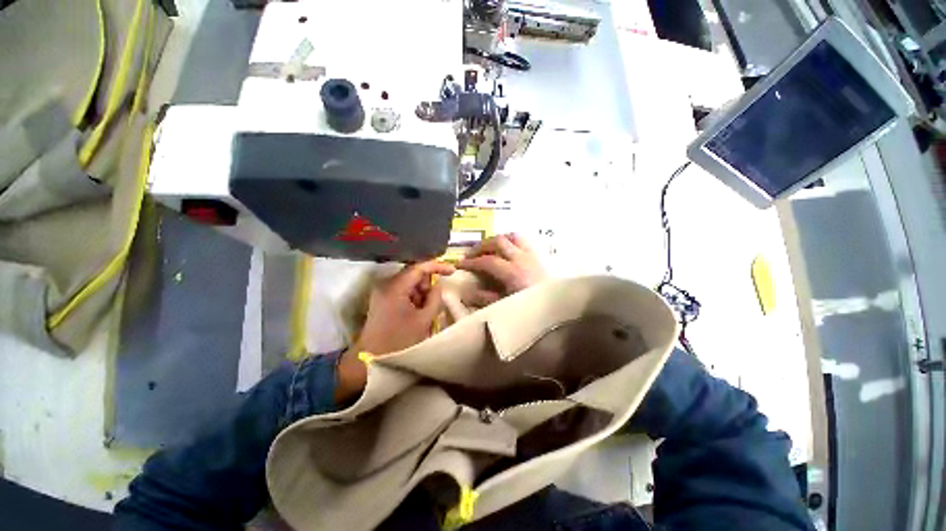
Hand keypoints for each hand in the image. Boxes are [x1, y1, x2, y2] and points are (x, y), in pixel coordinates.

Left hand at [335, 260, 454, 402]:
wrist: (370, 358)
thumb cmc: (399, 340)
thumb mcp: (423, 320)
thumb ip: (435, 298)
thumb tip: (438, 285)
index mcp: (395, 287)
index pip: (419, 267)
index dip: (438, 266)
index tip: (453, 271)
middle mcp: (386, 284)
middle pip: (413, 274)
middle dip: (427, 284)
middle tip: (434, 301)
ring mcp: (382, 291)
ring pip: (409, 283)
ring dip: (420, 292)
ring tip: (424, 311)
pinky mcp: (382, 299)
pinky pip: (402, 291)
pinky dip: (413, 298)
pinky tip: (416, 312)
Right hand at [457, 233, 546, 307]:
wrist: (559, 308)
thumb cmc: (532, 309)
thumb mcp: (507, 307)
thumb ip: (486, 299)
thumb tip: (467, 293)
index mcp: (513, 273)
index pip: (487, 261)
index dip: (471, 262)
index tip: (460, 265)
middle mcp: (522, 259)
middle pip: (498, 242)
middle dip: (481, 246)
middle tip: (470, 254)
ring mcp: (532, 255)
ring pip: (512, 236)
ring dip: (497, 240)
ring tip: (488, 248)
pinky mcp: (538, 256)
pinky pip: (523, 241)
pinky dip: (511, 241)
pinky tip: (506, 250)